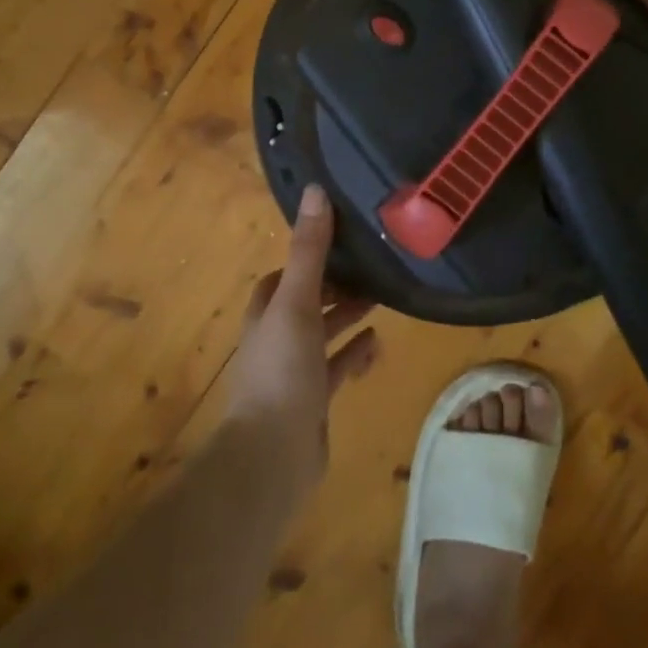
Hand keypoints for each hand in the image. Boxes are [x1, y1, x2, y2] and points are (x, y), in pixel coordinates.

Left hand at [226, 185, 379, 495]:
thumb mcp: (297, 302)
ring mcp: (293, 372)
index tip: (339, 241)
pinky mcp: (313, 401)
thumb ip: (310, 249)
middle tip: (370, 268)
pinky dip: (354, 354)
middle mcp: (276, 338)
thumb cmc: (281, 370)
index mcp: (266, 313)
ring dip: (346, 316)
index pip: (283, 276)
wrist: (272, 456)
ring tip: (381, 298)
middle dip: (334, 286)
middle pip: (306, 302)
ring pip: (322, 334)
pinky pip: (336, 368)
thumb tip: (315, 190)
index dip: (307, 258)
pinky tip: (377, 344)